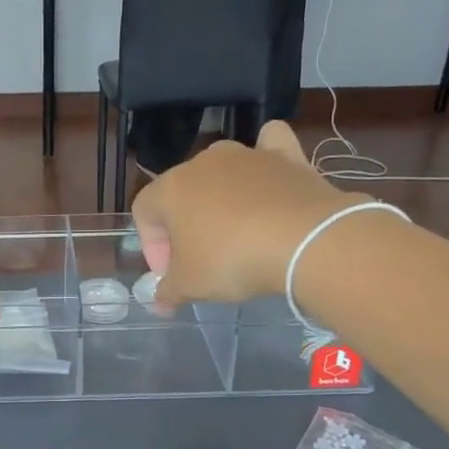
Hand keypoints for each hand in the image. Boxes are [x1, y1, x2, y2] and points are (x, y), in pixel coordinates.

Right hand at [132, 123, 374, 304]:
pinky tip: (269, 175)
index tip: (172, 274)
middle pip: (181, 192)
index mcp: (171, 188)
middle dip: (184, 226)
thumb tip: (159, 303)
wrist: (305, 240)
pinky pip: (269, 145)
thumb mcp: (191, 285)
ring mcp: (246, 155)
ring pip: (221, 170)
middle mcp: (203, 163)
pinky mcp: (285, 155)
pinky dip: (266, 157)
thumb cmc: (232, 260)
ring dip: (220, 198)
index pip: (144, 212)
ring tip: (236, 233)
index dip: (152, 246)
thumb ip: (168, 292)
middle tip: (201, 260)